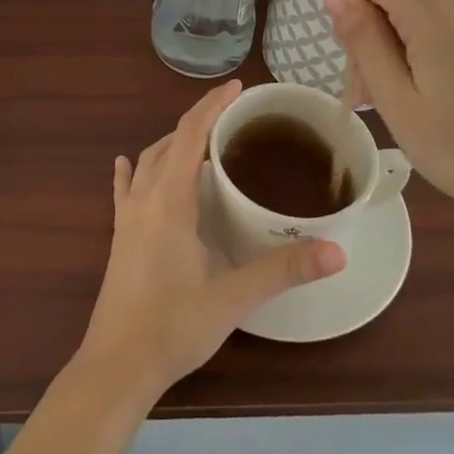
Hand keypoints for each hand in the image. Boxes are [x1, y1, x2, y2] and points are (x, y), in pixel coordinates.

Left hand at [76, 80, 346, 402]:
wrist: (117, 366)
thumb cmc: (174, 326)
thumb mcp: (233, 297)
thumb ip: (283, 270)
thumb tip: (337, 251)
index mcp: (169, 200)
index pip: (190, 135)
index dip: (212, 106)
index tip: (237, 87)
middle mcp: (144, 198)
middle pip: (169, 142)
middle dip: (198, 120)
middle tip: (231, 115)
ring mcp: (126, 217)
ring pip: (147, 161)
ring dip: (172, 143)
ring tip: (200, 141)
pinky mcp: (118, 237)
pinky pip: (124, 189)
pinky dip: (133, 170)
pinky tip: (127, 164)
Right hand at [325, 0, 453, 234]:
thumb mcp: (397, 100)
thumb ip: (363, 40)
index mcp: (435, 10)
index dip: (348, 2)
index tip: (353, 55)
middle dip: (369, 35)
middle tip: (370, 96)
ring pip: (412, 12)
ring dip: (393, 49)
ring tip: (398, 105)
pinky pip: (438, 25)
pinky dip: (420, 51)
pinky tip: (427, 96)